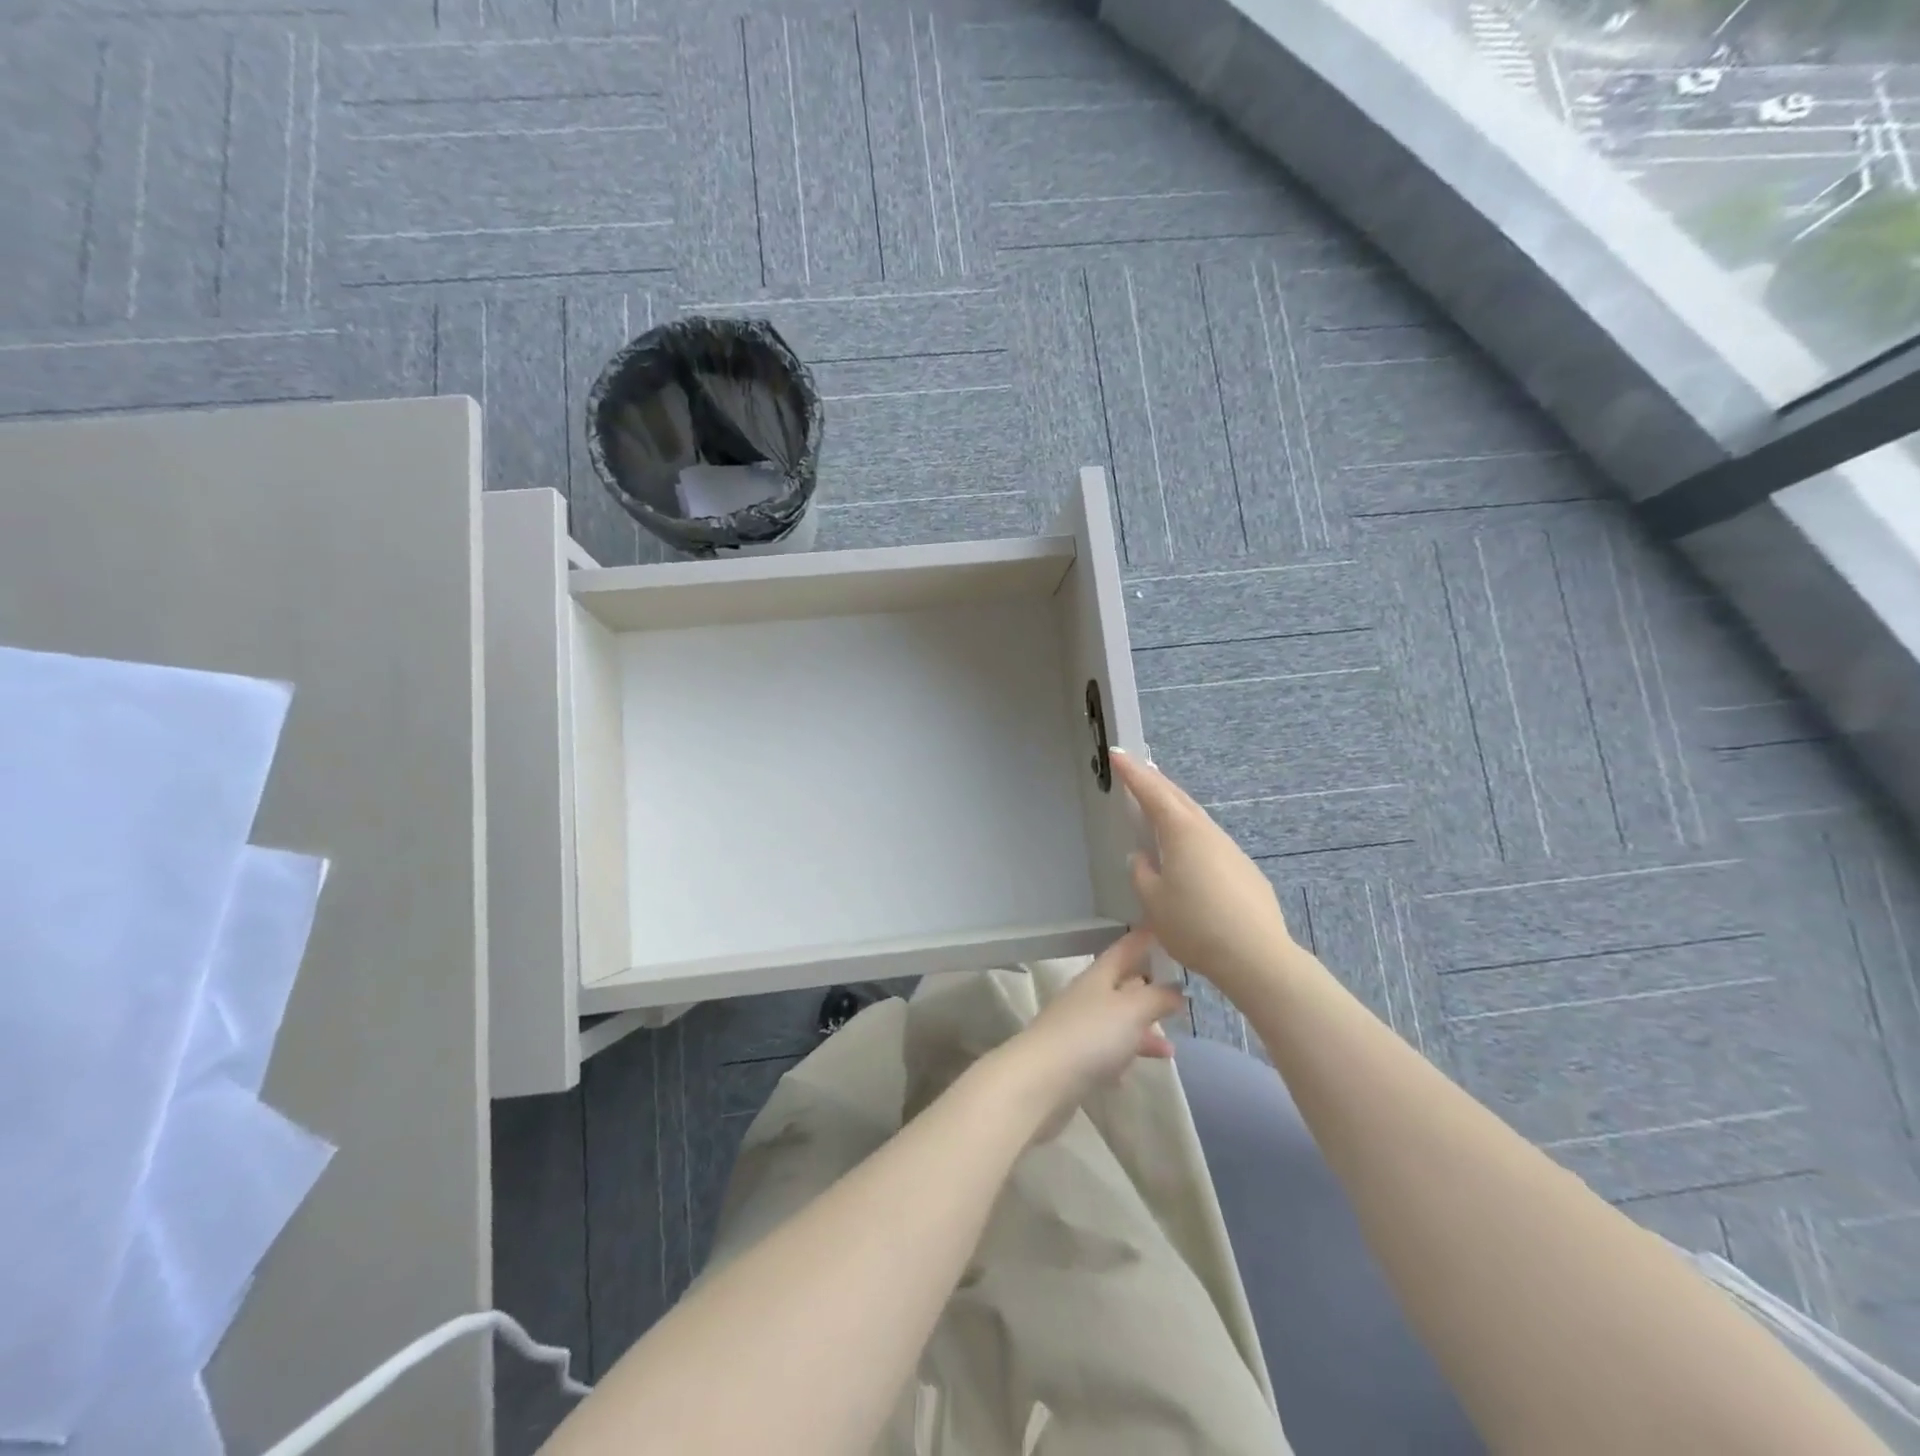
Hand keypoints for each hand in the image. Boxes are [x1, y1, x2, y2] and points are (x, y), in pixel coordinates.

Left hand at [994, 928, 1183, 1141]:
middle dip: (1147, 988)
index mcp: (1098, 976)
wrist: (1041, 1081)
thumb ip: (1158, 997)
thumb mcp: (1132, 1010)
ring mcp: (1078, 1028)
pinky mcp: (1074, 1060)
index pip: (1124, 948)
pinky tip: (1134, 1072)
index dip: (1144, 938)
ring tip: (1170, 1048)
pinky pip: (1106, 1053)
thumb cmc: (1090, 1035)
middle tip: (1178, 991)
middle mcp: (1086, 997)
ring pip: (1116, 1022)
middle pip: (1120, 985)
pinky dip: (1123, 1057)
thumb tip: (1177, 989)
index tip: (1164, 928)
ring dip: (1142, 1031)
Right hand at [1111, 749, 1296, 996]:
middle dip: (1156, 781)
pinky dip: (1192, 831)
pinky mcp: (1245, 871)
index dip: (1132, 773)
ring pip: (1197, 818)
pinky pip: (1210, 840)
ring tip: (1160, 802)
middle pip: (1178, 798)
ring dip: (1176, 805)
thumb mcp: (1153, 901)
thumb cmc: (1195, 925)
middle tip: (1139, 767)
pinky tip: (1189, 848)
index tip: (1118, 753)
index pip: (1152, 792)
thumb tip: (1142, 858)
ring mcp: (1231, 850)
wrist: (1256, 956)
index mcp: (1181, 833)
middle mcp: (1208, 832)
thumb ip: (1142, 874)